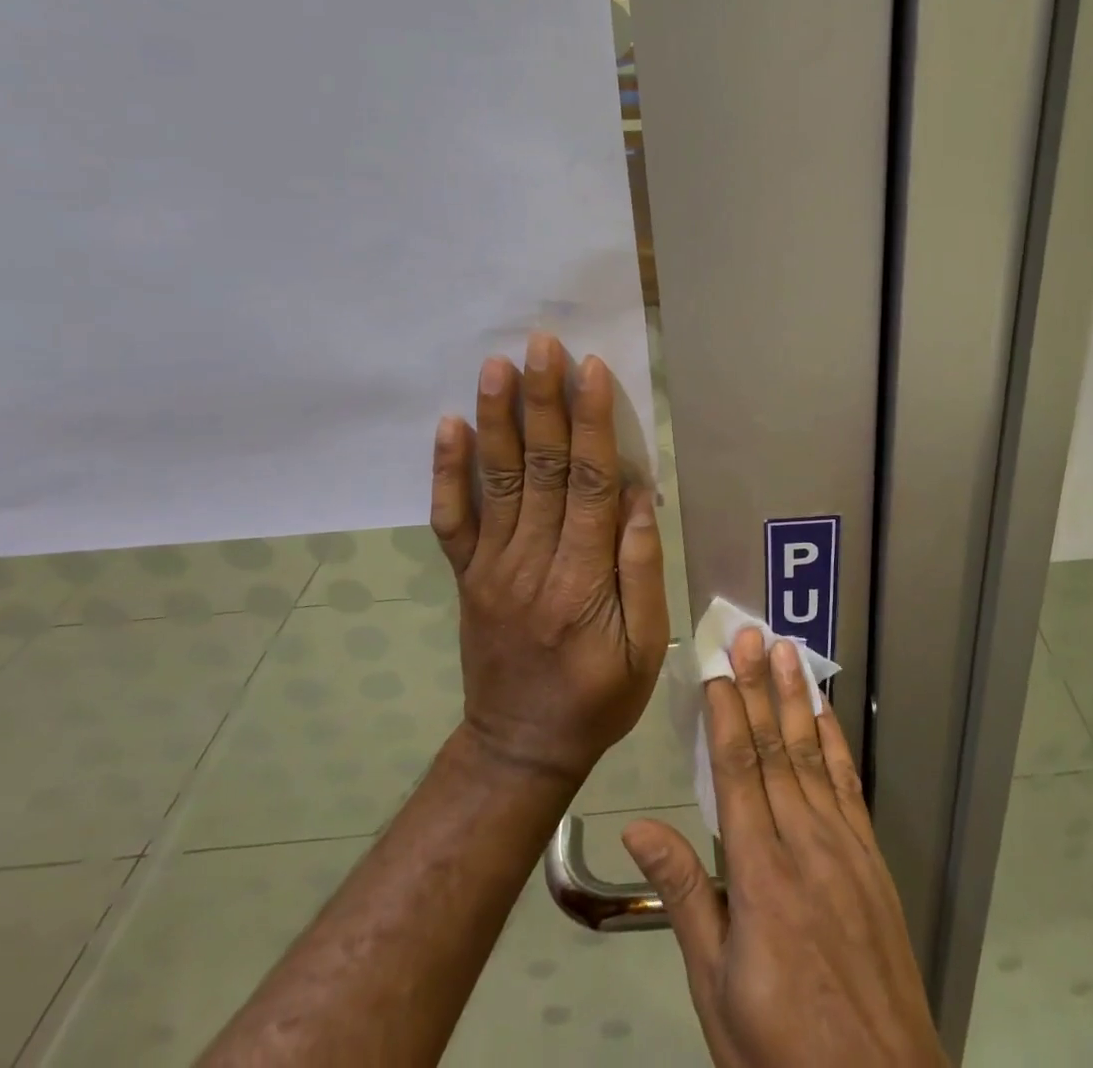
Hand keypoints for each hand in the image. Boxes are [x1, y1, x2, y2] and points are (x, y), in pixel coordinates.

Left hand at [429, 332, 667, 784]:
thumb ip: (642, 568)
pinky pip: (452, 518)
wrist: (519, 748)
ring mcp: (491, 567)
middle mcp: (532, 563)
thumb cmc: (598, 698)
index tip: (590, 371)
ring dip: (497, 419)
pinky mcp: (467, 575)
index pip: (591, 485)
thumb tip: (641, 495)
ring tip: (496, 366)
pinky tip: (448, 426)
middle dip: (543, 402)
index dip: (592, 424)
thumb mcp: (645, 646)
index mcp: (583, 581)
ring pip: (496, 481)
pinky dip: (446, 471)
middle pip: (542, 469)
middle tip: (541, 345)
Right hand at [623, 630, 947, 1067]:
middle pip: (776, 748)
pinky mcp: (871, 855)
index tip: (717, 669)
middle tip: (752, 634)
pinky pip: (849, 783)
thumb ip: (684, 897)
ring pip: (813, 753)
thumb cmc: (778, 1044)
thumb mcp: (714, 987)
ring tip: (788, 650)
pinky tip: (826, 711)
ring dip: (797, 697)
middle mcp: (803, 842)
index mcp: (759, 872)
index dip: (726, 714)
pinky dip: (836, 740)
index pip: (738, 771)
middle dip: (759, 686)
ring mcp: (843, 844)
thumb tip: (638, 828)